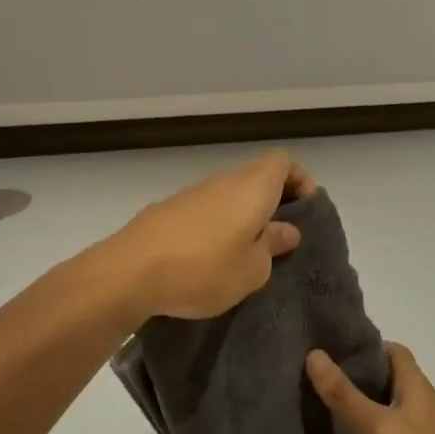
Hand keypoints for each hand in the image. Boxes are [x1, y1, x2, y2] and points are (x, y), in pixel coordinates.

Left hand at [107, 151, 315, 320]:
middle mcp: (222, 181)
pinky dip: (216, 224)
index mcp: (251, 188)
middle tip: (280, 239)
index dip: (300, 181)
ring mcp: (191, 193)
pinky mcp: (166, 210)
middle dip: (273, 202)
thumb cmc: (203, 270)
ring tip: (247, 253)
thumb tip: (286, 229)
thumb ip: (273, 245)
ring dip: (243, 215)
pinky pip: (204, 209)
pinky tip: (210, 259)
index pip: (283, 162)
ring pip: (229, 193)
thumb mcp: (252, 269)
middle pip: (256, 176)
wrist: (129, 272)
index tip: (305, 213)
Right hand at [306, 343, 434, 433]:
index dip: (367, 345)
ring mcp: (429, 428)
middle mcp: (424, 400)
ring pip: (395, 404)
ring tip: (333, 408)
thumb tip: (313, 354)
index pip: (393, 350)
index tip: (335, 350)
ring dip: (369, 403)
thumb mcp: (379, 427)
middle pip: (392, 376)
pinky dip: (379, 429)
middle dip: (361, 374)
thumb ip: (345, 395)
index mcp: (415, 384)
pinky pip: (399, 430)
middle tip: (325, 379)